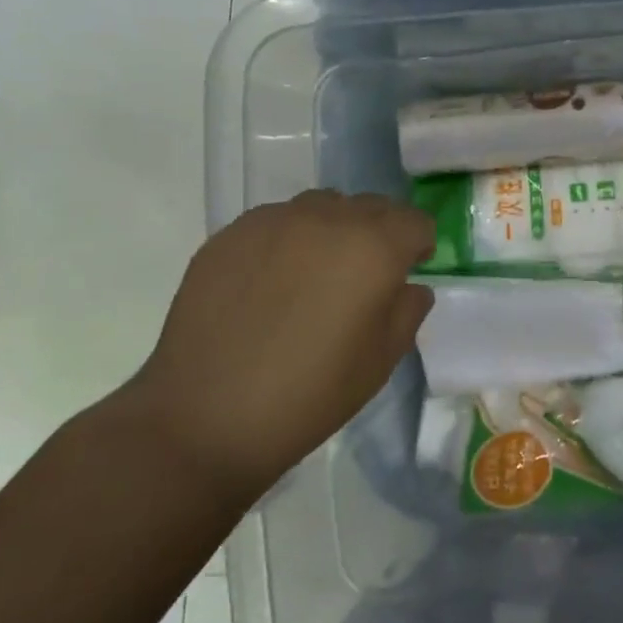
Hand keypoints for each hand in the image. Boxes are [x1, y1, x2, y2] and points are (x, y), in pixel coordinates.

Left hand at [125, 190, 433, 503]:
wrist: (205, 417)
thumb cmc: (310, 395)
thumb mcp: (382, 360)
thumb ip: (408, 310)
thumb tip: (407, 286)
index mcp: (374, 248)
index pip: (414, 221)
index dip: (417, 246)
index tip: (406, 272)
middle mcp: (327, 219)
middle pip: (371, 206)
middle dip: (379, 232)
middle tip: (363, 277)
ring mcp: (273, 221)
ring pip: (322, 206)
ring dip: (333, 229)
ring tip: (315, 274)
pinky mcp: (230, 234)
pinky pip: (276, 221)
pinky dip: (287, 240)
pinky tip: (270, 283)